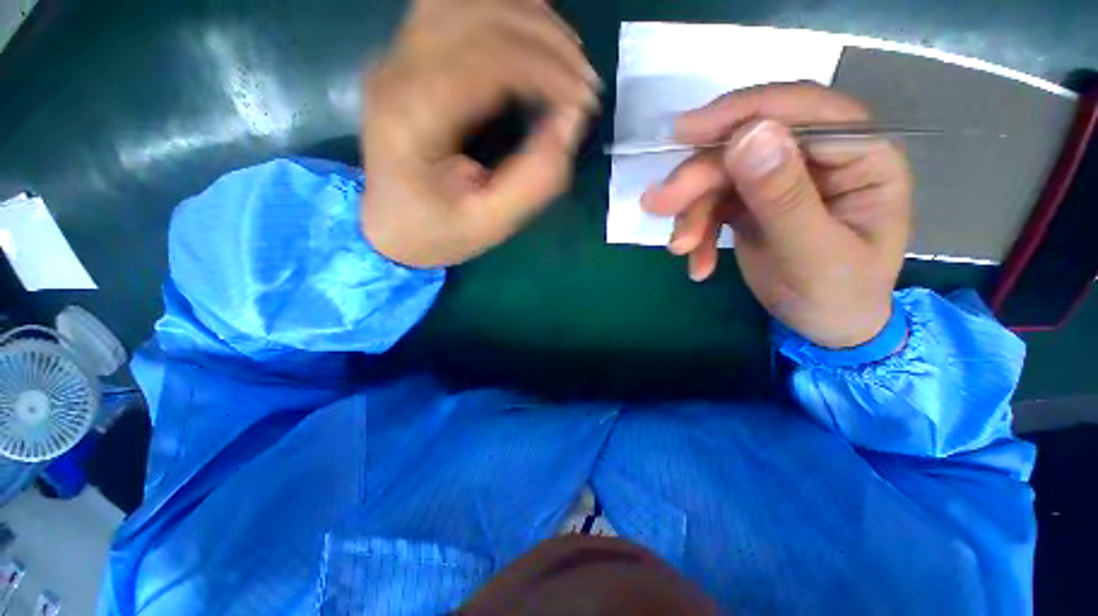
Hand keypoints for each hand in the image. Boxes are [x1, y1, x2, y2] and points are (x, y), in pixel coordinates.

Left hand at [361, 0, 598, 267]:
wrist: (389, 228)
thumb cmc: (438, 232)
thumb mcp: (490, 223)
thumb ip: (534, 180)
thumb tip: (571, 121)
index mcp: (413, 119)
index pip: (487, 61)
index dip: (547, 72)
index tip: (585, 102)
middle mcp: (396, 71)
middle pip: (478, 15)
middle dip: (546, 40)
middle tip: (586, 80)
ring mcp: (396, 57)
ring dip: (528, 17)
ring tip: (569, 54)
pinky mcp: (405, 56)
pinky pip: (454, 5)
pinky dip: (502, 10)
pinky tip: (533, 30)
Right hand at [641, 84, 911, 348]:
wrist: (824, 327)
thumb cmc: (838, 296)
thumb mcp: (814, 253)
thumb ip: (784, 197)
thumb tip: (750, 136)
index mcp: (861, 155)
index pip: (802, 111)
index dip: (741, 113)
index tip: (684, 133)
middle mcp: (819, 157)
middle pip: (747, 145)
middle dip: (699, 177)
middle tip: (657, 204)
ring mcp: (780, 179)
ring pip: (720, 175)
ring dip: (691, 210)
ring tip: (680, 247)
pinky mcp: (751, 202)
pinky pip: (712, 204)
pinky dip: (697, 232)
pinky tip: (697, 263)